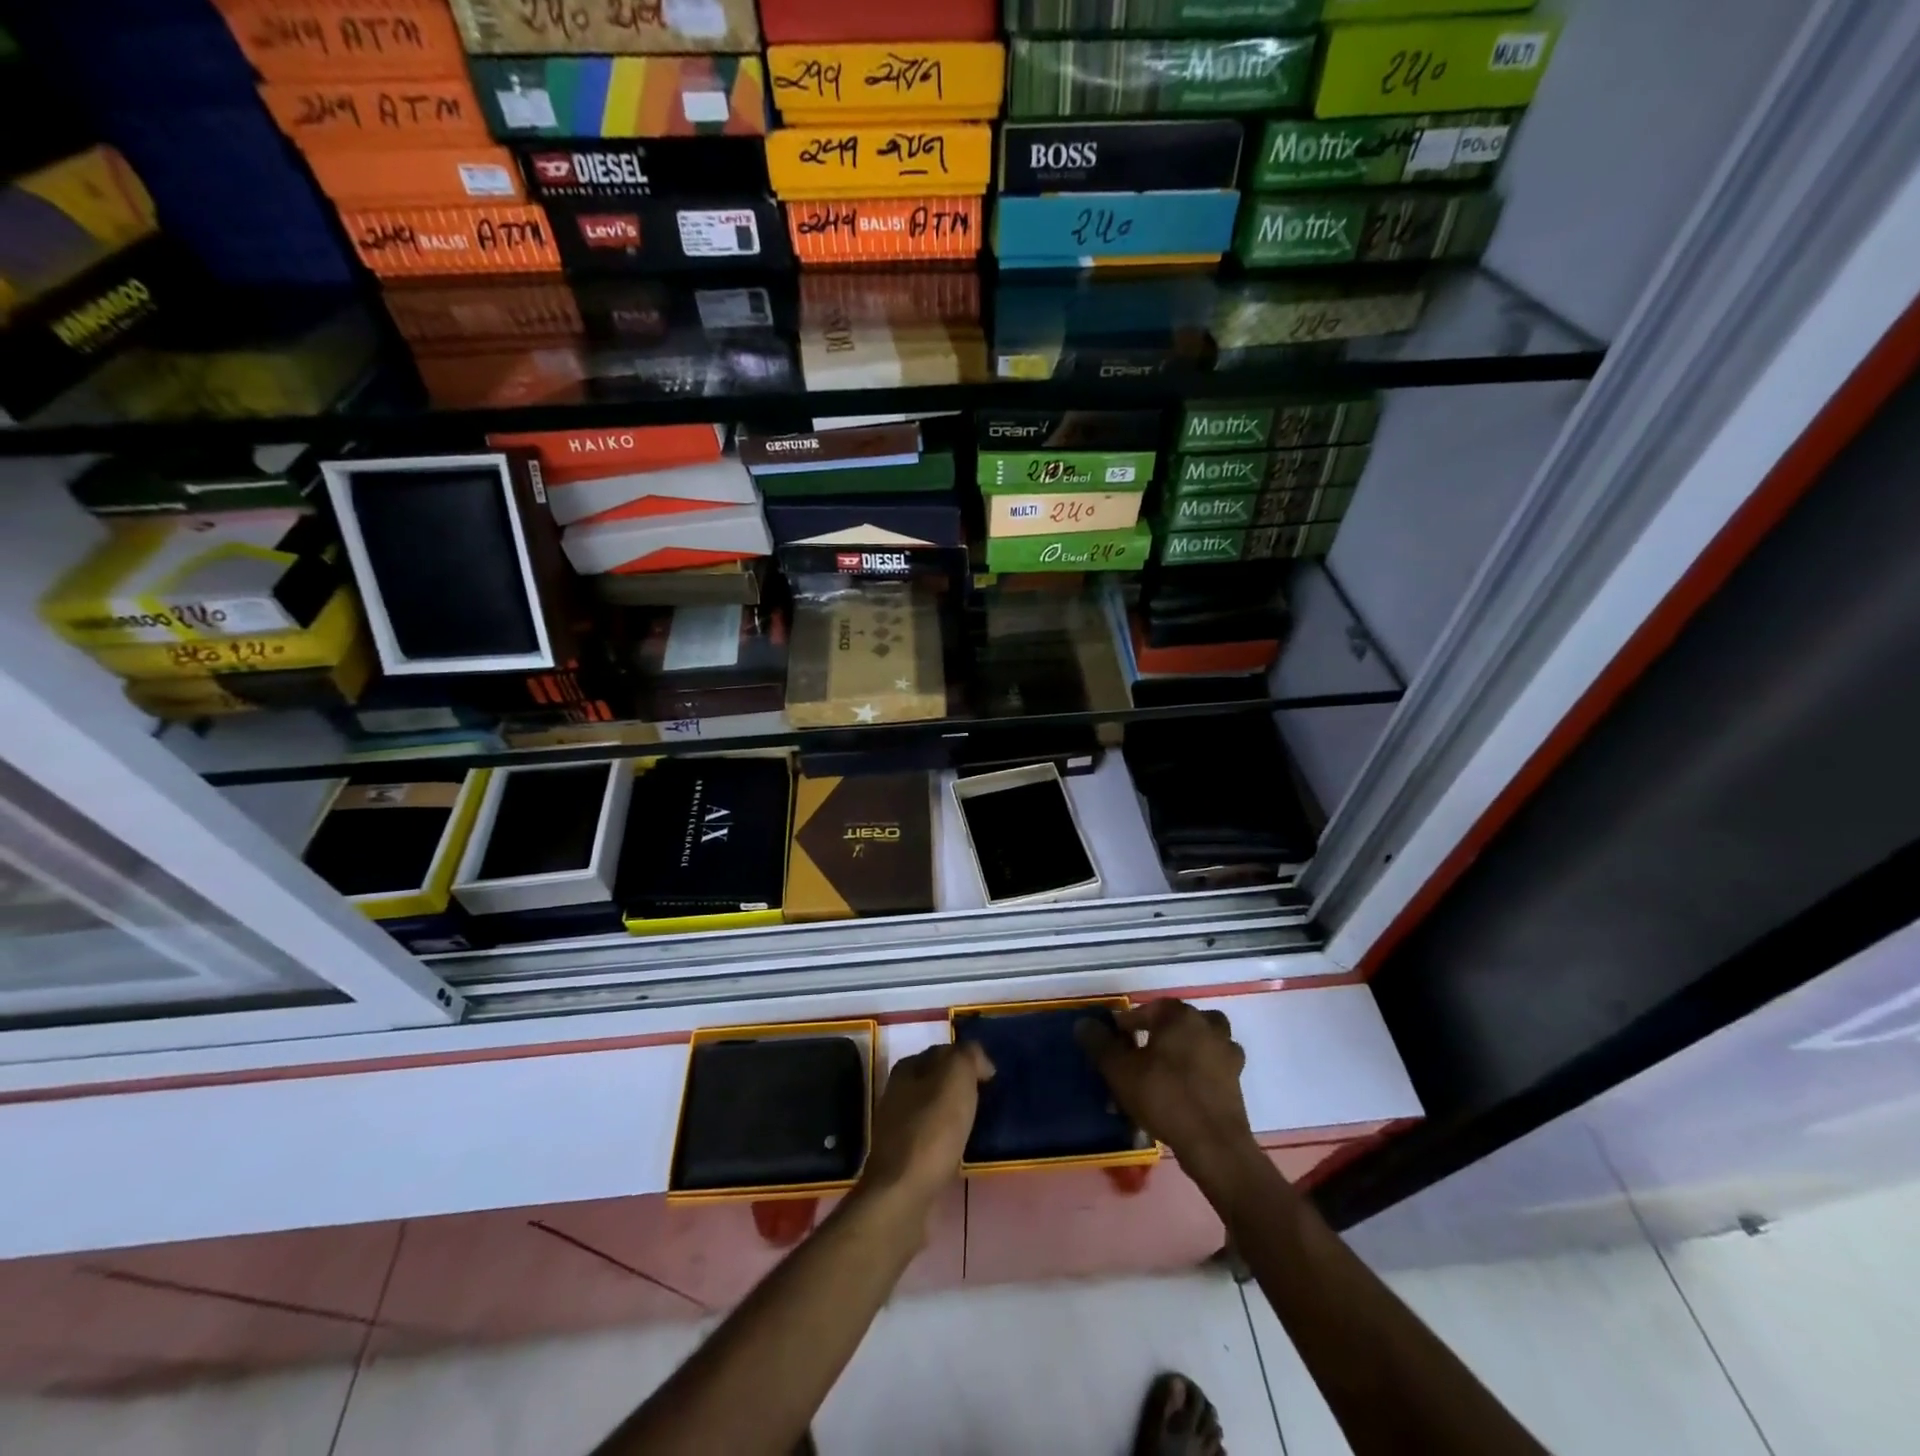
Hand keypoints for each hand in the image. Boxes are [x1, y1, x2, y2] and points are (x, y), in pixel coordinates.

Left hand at [857, 1042, 994, 1215]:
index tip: (991, 1079)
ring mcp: (897, 1127)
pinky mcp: (903, 1159)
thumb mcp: (956, 1076)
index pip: (943, 1051)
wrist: (904, 1192)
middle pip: (937, 1081)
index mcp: (908, 1068)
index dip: (968, 1060)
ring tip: (978, 1126)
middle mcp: (897, 1093)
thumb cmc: (932, 1128)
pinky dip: (948, 1140)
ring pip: (934, 1110)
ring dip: (955, 1114)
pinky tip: (961, 1150)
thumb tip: (979, 1062)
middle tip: (987, 1101)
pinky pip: (932, 1138)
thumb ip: (968, 1056)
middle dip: (961, 1087)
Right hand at [1077, 1000, 1254, 1177]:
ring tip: (1163, 1072)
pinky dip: (1197, 1072)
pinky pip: (1210, 1066)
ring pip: (1198, 1043)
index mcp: (1181, 1016)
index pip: (1150, 1008)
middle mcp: (1208, 1026)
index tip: (1116, 1041)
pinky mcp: (1236, 1081)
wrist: (1214, 1144)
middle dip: (1158, 1036)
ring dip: (1181, 1052)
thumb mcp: (1121, 1070)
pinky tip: (1183, 1091)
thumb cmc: (1164, 1097)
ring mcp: (1227, 1053)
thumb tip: (1083, 1023)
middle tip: (1140, 1056)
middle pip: (1177, 1023)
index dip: (1130, 1023)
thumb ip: (1100, 1043)